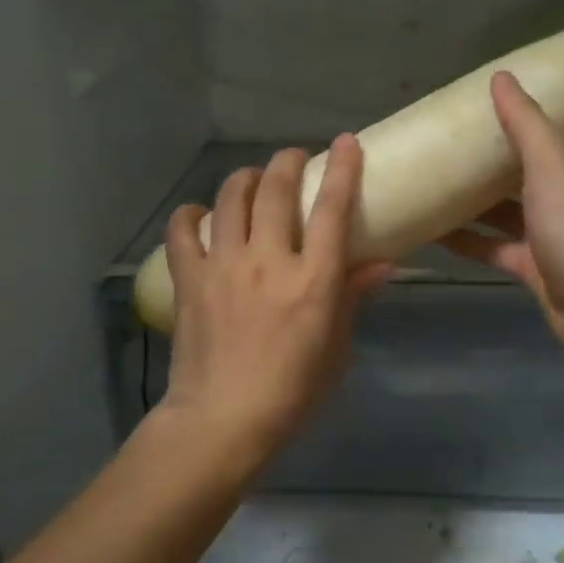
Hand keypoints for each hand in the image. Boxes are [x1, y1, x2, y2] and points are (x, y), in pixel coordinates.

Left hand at [156, 135, 391, 473]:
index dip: (342, 168)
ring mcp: (224, 265)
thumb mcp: (336, 348)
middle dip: (288, 161)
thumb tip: (380, 264)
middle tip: (294, 159)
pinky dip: (192, 213)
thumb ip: (352, 298)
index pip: (332, 208)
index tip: (345, 142)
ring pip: (231, 196)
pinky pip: (183, 229)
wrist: (223, 421)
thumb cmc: (292, 393)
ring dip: (245, 177)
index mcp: (312, 280)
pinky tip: (201, 215)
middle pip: (276, 188)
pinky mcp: (190, 278)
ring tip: (253, 179)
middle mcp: (268, 260)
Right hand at [440, 71, 563, 358]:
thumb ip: (526, 123)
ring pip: (504, 209)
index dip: (528, 114)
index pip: (556, 129)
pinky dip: (468, 239)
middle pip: (524, 168)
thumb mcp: (551, 165)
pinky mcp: (530, 265)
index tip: (491, 102)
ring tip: (433, 181)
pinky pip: (492, 246)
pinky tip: (434, 231)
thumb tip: (501, 77)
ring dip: (474, 200)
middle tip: (451, 141)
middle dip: (491, 157)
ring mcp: (547, 232)